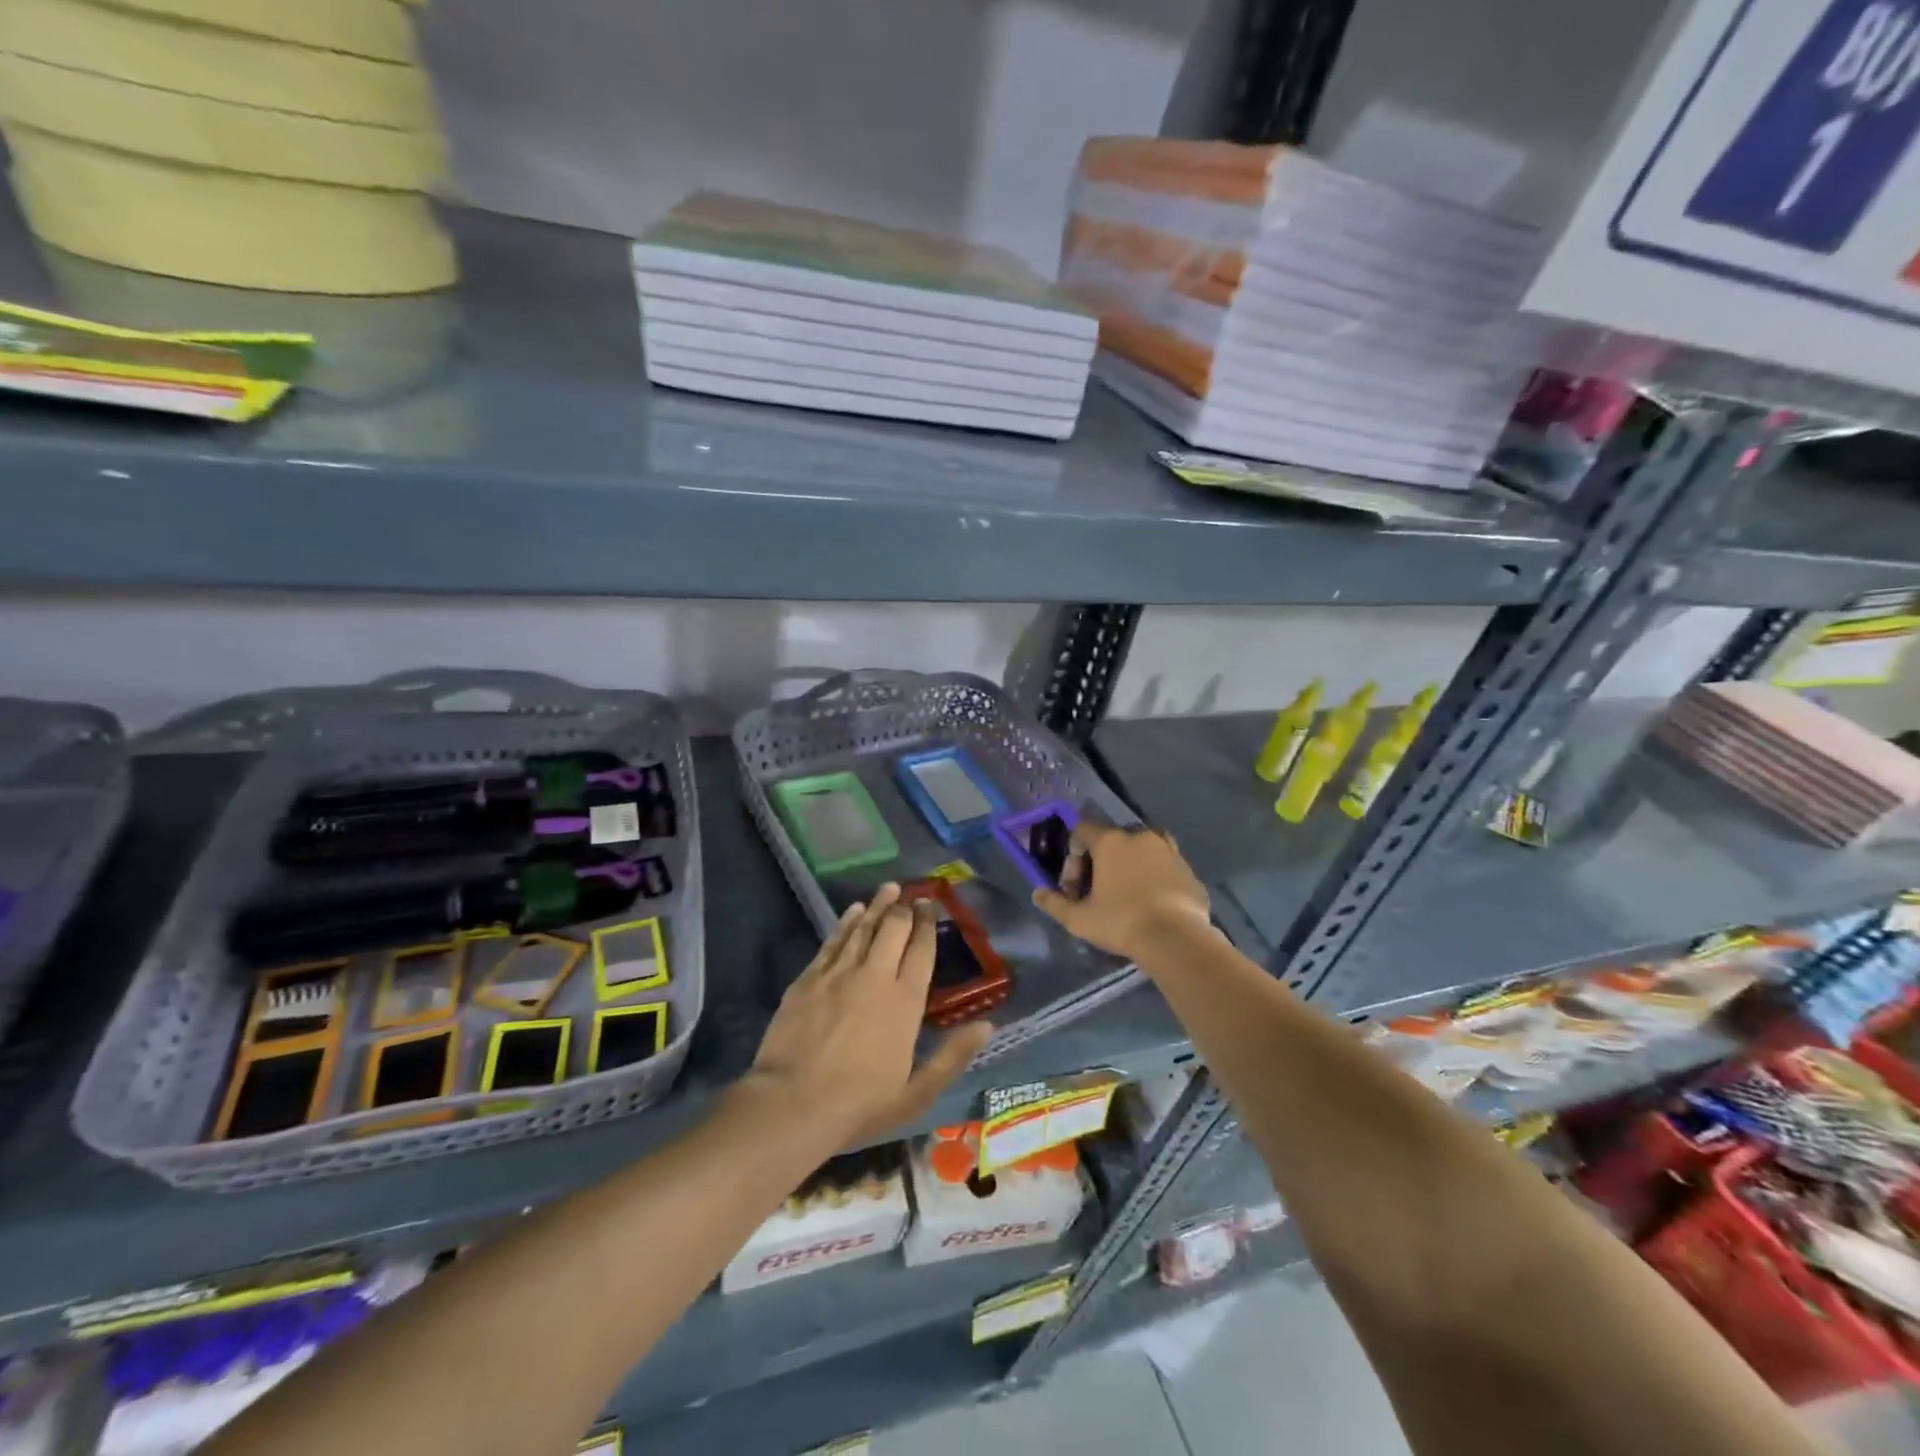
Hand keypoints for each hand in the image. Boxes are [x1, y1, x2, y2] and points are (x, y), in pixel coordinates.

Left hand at [748, 884, 993, 1143]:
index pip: (922, 951)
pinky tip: (853, 911)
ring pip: (863, 928)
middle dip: (905, 908)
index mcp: (905, 1002)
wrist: (792, 1104)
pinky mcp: (809, 978)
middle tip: (911, 894)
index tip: (931, 904)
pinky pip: (833, 941)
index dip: (928, 924)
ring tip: (889, 889)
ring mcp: (839, 973)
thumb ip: (952, 1056)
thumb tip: (987, 1025)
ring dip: (878, 906)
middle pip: (894, 930)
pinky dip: (846, 922)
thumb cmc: (859, 1105)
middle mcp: (875, 977)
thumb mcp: (916, 1093)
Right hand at [1033, 822, 1212, 963]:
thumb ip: (1054, 903)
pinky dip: (1155, 878)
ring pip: (1142, 849)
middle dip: (1101, 860)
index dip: (1073, 854)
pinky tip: (1152, 904)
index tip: (1074, 885)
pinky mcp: (1189, 870)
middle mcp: (1140, 836)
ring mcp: (1169, 851)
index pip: (1082, 829)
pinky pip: (1165, 866)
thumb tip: (1038, 893)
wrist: (1176, 939)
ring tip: (1127, 894)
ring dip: (1131, 865)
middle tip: (1097, 891)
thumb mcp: (1079, 919)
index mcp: (1111, 841)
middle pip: (1113, 838)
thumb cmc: (1121, 922)